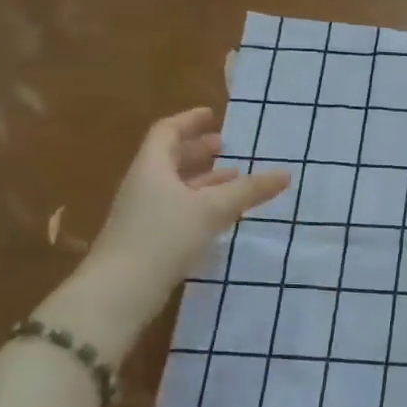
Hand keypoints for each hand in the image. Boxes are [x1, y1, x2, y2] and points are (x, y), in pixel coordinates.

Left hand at [86, 107, 290, 299]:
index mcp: (152, 167)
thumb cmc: (164, 236)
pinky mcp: (148, 238)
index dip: (189, 121)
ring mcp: (144, 213)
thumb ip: (249, 191)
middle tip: (225, 147)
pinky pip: (177, 209)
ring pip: (175, 186)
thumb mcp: (212, 209)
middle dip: (198, 151)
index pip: (167, 132)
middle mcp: (144, 185)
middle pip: (170, 158)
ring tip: (232, 178)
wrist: (121, 290)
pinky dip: (199, 203)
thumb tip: (285, 174)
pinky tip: (219, 214)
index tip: (212, 116)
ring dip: (202, 179)